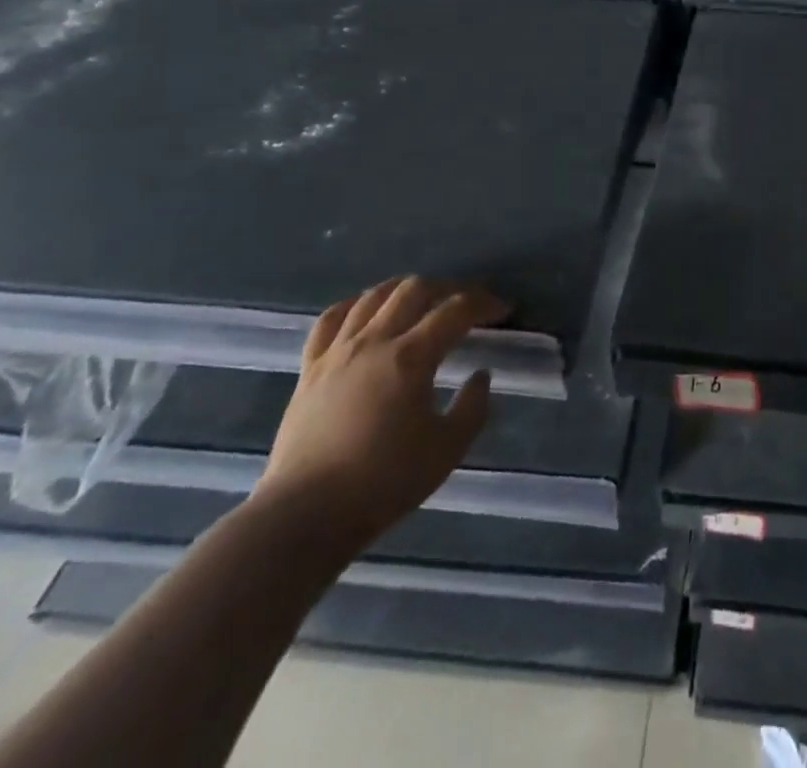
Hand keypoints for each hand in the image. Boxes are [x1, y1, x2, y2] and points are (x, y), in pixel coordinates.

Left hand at [258, 277, 508, 545]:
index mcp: (411, 357)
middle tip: (466, 304)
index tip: (504, 311)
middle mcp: (374, 342)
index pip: (456, 311)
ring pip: (373, 296)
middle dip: (448, 289)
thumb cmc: (383, 483)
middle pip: (415, 289)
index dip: (484, 303)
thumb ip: (473, 407)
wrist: (303, 517)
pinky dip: (355, 305)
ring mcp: (337, 352)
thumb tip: (480, 375)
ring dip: (405, 290)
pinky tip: (366, 311)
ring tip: (422, 300)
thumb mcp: (447, 450)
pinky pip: (331, 319)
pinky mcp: (309, 369)